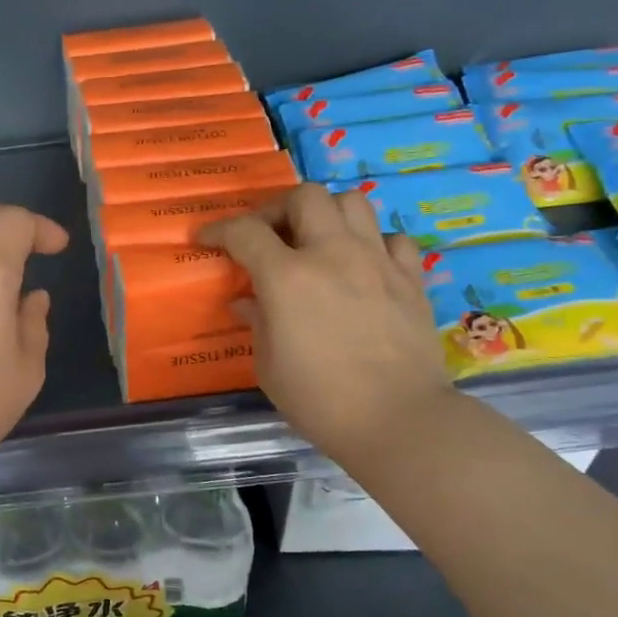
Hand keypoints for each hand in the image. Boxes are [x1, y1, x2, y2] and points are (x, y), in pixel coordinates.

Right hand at [200, 184, 452, 466]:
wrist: (397, 420)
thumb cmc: (319, 399)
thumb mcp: (269, 365)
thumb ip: (256, 321)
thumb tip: (247, 300)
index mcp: (287, 278)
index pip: (245, 232)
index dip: (219, 230)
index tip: (206, 238)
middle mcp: (332, 255)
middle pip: (304, 196)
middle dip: (278, 209)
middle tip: (267, 236)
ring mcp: (377, 261)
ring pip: (352, 201)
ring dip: (326, 214)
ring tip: (315, 241)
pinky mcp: (410, 278)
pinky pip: (391, 238)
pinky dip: (372, 242)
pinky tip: (362, 264)